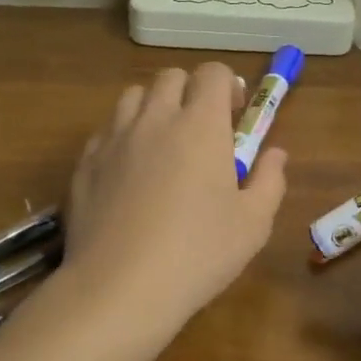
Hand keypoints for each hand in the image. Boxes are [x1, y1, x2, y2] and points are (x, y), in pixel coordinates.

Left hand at [64, 62, 287, 335]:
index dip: (227, 85)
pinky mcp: (85, 163)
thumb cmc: (198, 253)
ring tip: (163, 144)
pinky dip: (122, 137)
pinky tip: (129, 173)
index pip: (212, 73)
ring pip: (133, 96)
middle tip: (201, 129)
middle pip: (171, 77)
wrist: (119, 288)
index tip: (234, 114)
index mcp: (200, 125)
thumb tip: (275, 154)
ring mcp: (114, 138)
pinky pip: (106, 131)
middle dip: (190, 91)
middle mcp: (155, 118)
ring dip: (154, 107)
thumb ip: (270, 180)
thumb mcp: (253, 224)